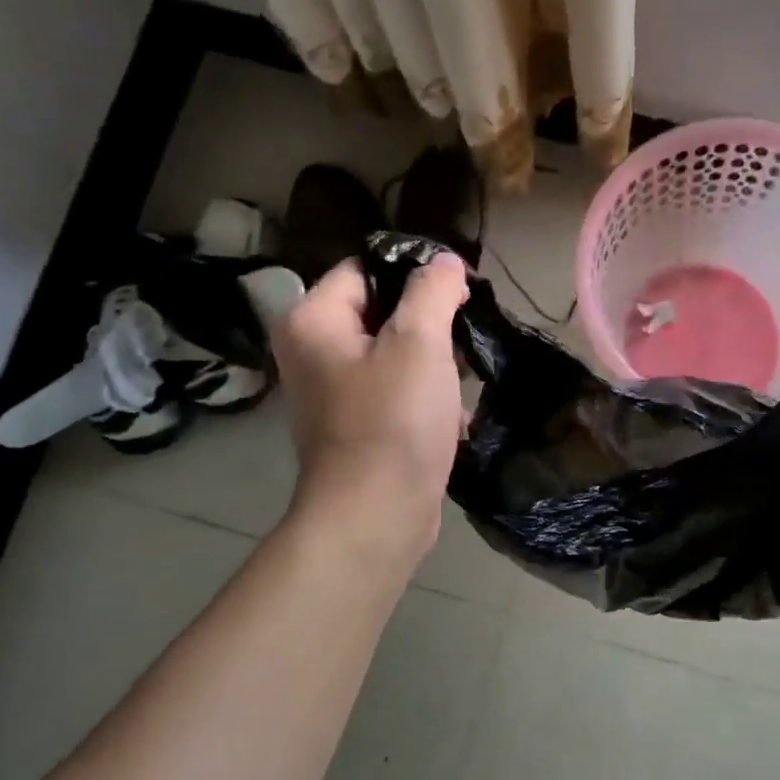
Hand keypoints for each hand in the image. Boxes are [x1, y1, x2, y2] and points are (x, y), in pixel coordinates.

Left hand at [264, 254, 467, 558]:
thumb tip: (445, 263)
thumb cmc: (394, 424)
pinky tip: (455, 414)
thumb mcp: (419, 344)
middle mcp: (312, 353)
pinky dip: (425, 397)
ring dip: (433, 363)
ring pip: (393, 356)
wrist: (376, 517)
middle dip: (428, 323)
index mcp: (313, 322)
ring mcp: (333, 394)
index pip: (365, 269)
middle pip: (380, 312)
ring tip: (465, 377)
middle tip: (467, 336)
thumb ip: (433, 291)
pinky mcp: (356, 427)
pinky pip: (394, 393)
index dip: (415, 273)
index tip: (460, 292)